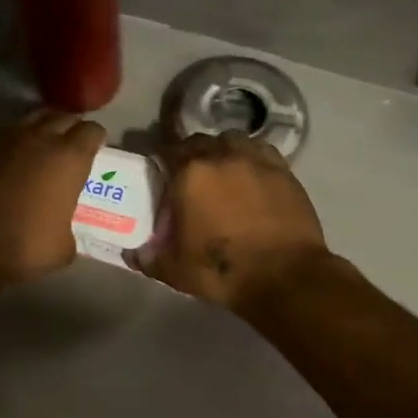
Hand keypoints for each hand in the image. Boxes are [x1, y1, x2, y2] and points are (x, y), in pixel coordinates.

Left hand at [0, 110, 106, 290]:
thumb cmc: (23, 247)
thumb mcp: (62, 247)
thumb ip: (68, 227)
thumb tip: (61, 229)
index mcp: (69, 158)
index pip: (92, 130)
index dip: (96, 139)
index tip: (95, 150)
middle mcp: (40, 138)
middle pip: (62, 116)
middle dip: (70, 127)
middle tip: (70, 145)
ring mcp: (5, 138)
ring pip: (31, 118)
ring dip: (41, 127)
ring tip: (41, 145)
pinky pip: (2, 133)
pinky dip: (11, 140)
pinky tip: (8, 158)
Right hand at [132, 131, 328, 313]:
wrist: (285, 277)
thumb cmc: (223, 270)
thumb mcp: (175, 270)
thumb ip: (149, 258)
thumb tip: (132, 254)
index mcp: (190, 174)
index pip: (166, 150)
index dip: (160, 160)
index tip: (158, 173)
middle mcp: (222, 156)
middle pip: (198, 141)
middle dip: (190, 154)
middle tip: (188, 178)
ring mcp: (256, 160)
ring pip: (231, 140)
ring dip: (221, 151)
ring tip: (221, 172)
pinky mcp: (283, 170)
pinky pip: (260, 151)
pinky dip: (250, 158)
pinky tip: (250, 176)